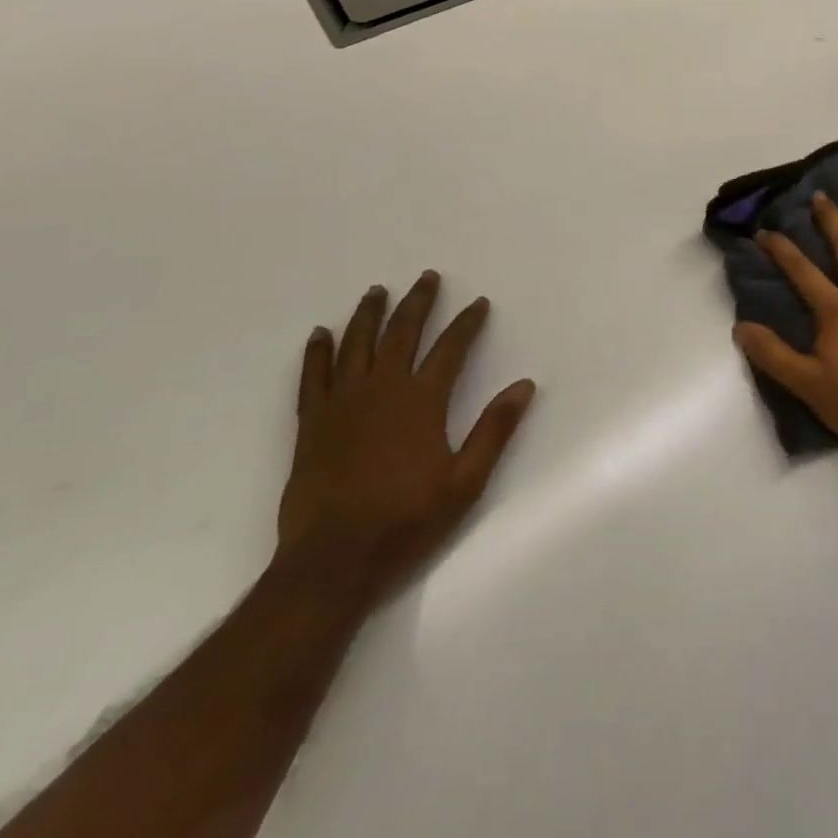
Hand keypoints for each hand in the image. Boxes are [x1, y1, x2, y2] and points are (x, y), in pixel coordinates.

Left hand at [276, 273, 534, 609]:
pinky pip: (313, 376)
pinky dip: (317, 352)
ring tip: (377, 290)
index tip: (479, 303)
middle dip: (418, 302)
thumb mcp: (465, 481)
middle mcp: (382, 389)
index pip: (451, 348)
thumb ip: (494, 430)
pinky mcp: (312, 422)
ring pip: (356, 344)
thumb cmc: (406, 520)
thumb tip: (524, 386)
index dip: (467, 322)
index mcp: (421, 401)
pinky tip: (320, 334)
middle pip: (401, 332)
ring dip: (368, 314)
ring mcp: (342, 403)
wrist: (332, 560)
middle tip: (427, 277)